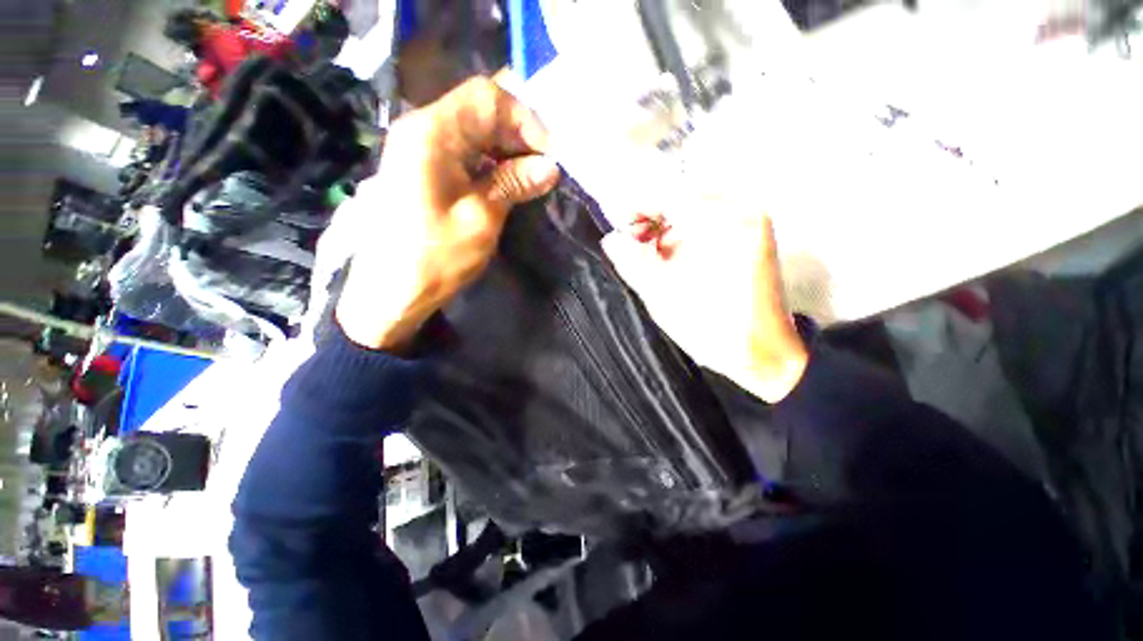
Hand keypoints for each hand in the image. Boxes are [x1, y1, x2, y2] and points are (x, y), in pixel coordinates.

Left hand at [337, 78, 561, 351]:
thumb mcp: (480, 219)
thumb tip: (550, 166)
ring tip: (524, 175)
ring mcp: (413, 142)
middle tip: (539, 165)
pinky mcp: (413, 160)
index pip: (488, 95)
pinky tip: (499, 179)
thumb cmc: (428, 258)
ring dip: (500, 142)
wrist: (380, 296)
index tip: (544, 153)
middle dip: (514, 129)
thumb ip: (514, 182)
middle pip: (479, 104)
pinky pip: (456, 141)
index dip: (523, 117)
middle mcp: (419, 125)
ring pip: (470, 121)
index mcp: (432, 131)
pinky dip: (482, 153)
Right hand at [602, 209, 807, 402]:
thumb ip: (632, 262)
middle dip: (654, 215)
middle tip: (633, 242)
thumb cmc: (716, 331)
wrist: (767, 353)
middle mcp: (742, 209)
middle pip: (683, 194)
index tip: (618, 227)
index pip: (666, 193)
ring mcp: (754, 218)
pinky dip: (694, 228)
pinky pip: (718, 215)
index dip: (636, 207)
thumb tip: (612, 238)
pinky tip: (680, 253)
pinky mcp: (759, 231)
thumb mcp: (662, 297)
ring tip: (655, 252)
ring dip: (673, 222)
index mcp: (720, 221)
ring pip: (699, 203)